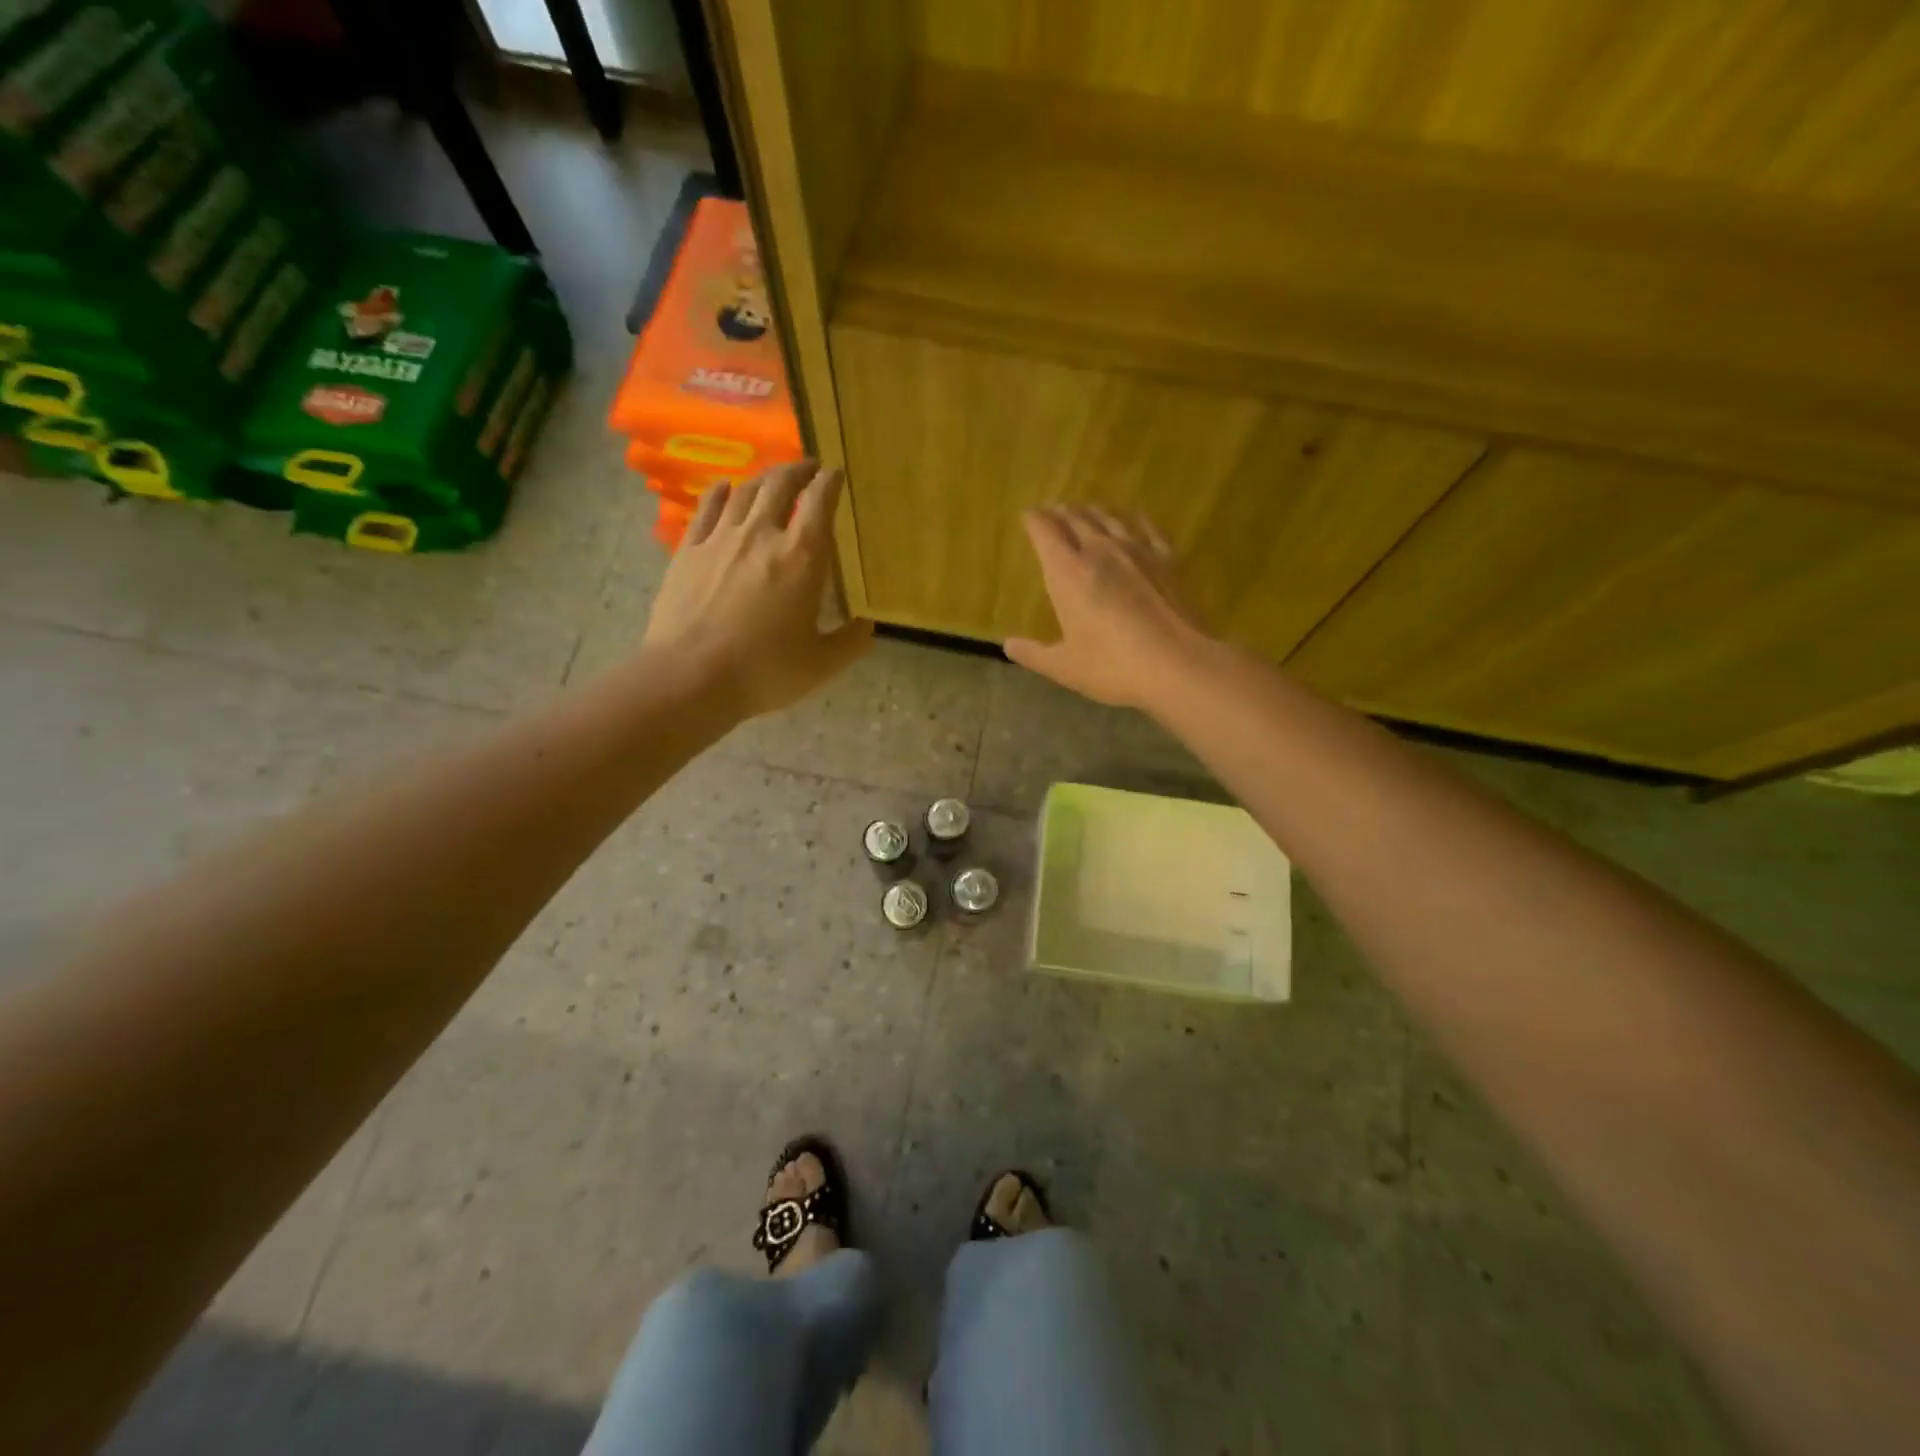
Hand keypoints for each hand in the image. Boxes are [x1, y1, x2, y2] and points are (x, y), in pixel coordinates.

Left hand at [641, 461, 872, 718]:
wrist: (690, 677)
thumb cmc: (764, 671)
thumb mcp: (820, 665)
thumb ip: (850, 643)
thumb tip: (867, 626)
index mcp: (802, 558)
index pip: (820, 503)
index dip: (830, 482)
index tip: (836, 473)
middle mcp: (762, 535)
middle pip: (780, 486)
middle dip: (798, 471)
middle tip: (808, 468)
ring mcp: (720, 539)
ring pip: (744, 491)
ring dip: (763, 478)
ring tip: (773, 478)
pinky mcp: (688, 550)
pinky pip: (707, 509)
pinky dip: (721, 493)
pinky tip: (725, 488)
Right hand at [1005, 506, 1211, 710]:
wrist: (1177, 665)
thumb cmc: (1112, 666)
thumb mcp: (1064, 667)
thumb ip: (1033, 653)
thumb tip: (1008, 645)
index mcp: (1067, 573)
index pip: (1044, 531)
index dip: (1033, 520)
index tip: (1028, 516)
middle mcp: (1099, 551)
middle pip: (1076, 518)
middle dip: (1061, 512)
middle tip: (1053, 511)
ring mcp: (1137, 551)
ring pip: (1109, 518)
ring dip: (1093, 511)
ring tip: (1086, 510)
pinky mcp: (1167, 559)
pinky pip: (1147, 527)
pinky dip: (1134, 519)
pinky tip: (1133, 518)